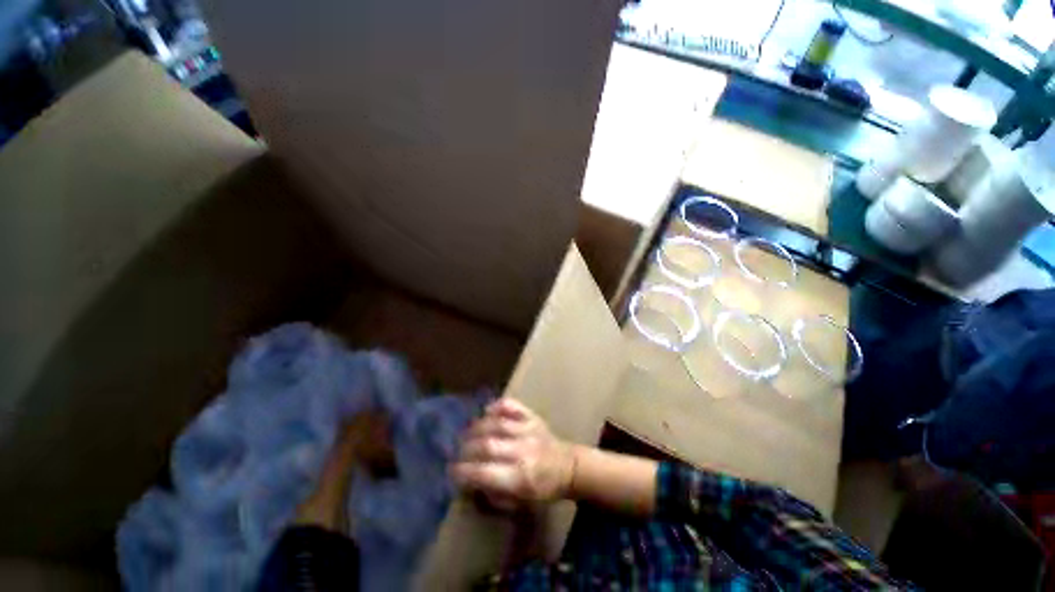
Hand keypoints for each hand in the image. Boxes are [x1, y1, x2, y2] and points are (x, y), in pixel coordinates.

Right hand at [452, 399, 575, 506]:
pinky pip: (512, 405)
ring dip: (476, 427)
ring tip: (466, 433)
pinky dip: (497, 405)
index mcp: (520, 477)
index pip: (485, 472)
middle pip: (488, 444)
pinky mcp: (532, 416)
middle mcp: (522, 450)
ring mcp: (528, 429)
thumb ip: (495, 493)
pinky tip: (486, 410)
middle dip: (466, 448)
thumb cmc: (543, 489)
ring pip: (496, 423)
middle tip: (456, 451)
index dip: (464, 471)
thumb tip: (471, 482)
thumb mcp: (520, 502)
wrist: (569, 466)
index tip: (451, 471)